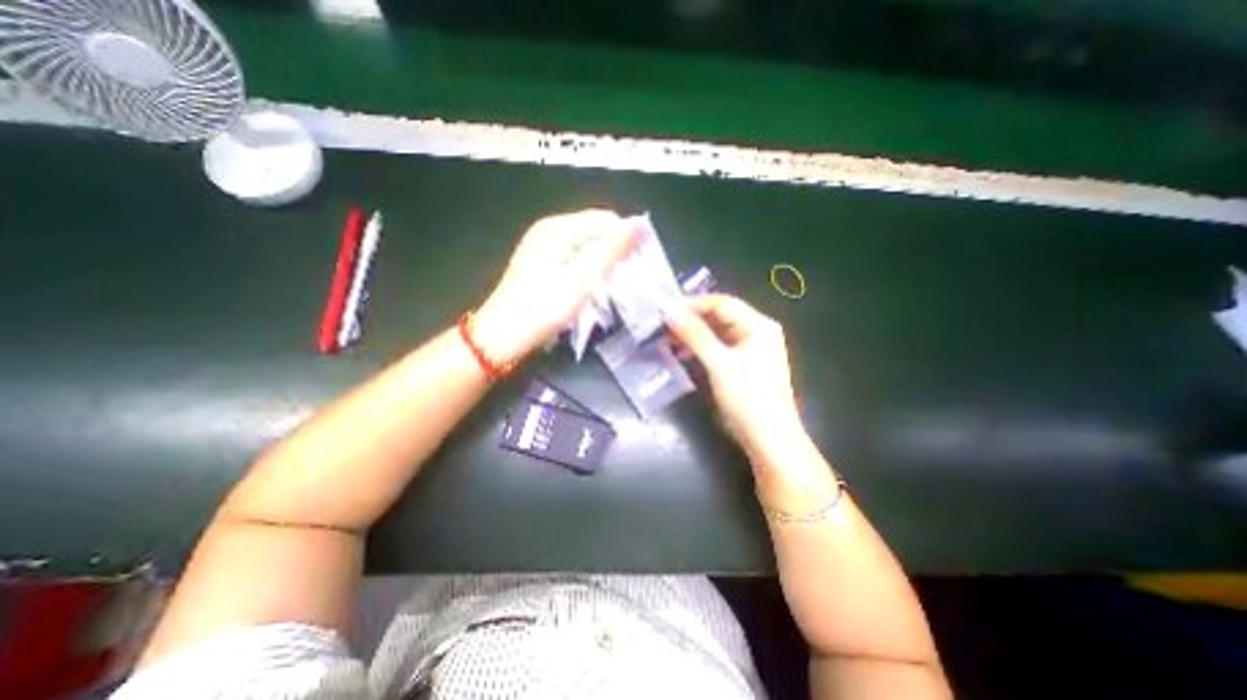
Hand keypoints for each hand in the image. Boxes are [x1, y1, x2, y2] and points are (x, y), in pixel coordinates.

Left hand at [473, 208, 636, 363]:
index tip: (637, 267)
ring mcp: (542, 244)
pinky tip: (588, 287)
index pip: (606, 219)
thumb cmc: (545, 308)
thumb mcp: (583, 279)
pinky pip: (573, 255)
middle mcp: (549, 228)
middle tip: (625, 280)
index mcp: (559, 227)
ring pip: (585, 244)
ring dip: (601, 262)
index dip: (626, 239)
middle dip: (614, 251)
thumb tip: (639, 223)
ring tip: (610, 286)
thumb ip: (611, 249)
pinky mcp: (540, 261)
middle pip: (595, 230)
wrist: (504, 335)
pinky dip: (586, 268)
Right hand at [667, 296, 804, 463]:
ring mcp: (748, 349)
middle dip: (690, 319)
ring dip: (692, 334)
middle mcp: (755, 332)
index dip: (693, 304)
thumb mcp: (720, 364)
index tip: (665, 309)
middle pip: (719, 317)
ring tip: (666, 338)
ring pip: (715, 333)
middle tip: (662, 324)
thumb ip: (695, 335)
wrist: (768, 440)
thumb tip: (669, 311)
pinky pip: (715, 348)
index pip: (722, 303)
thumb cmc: (748, 398)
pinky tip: (680, 352)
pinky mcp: (739, 365)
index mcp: (759, 325)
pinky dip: (698, 348)